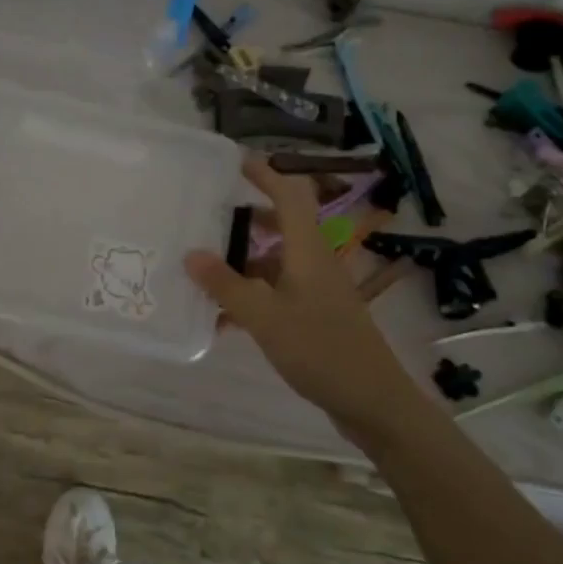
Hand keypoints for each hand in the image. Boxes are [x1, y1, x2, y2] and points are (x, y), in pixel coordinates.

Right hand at [186, 158, 418, 430]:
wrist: (371, 401)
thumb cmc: (320, 349)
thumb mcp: (265, 317)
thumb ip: (226, 285)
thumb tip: (191, 253)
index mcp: (308, 250)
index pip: (290, 195)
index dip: (265, 173)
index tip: (233, 162)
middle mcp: (313, 262)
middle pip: (280, 225)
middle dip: (243, 218)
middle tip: (204, 218)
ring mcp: (315, 290)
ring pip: (274, 262)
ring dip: (241, 262)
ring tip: (201, 267)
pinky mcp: (313, 316)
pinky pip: (275, 292)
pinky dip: (249, 295)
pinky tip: (220, 317)